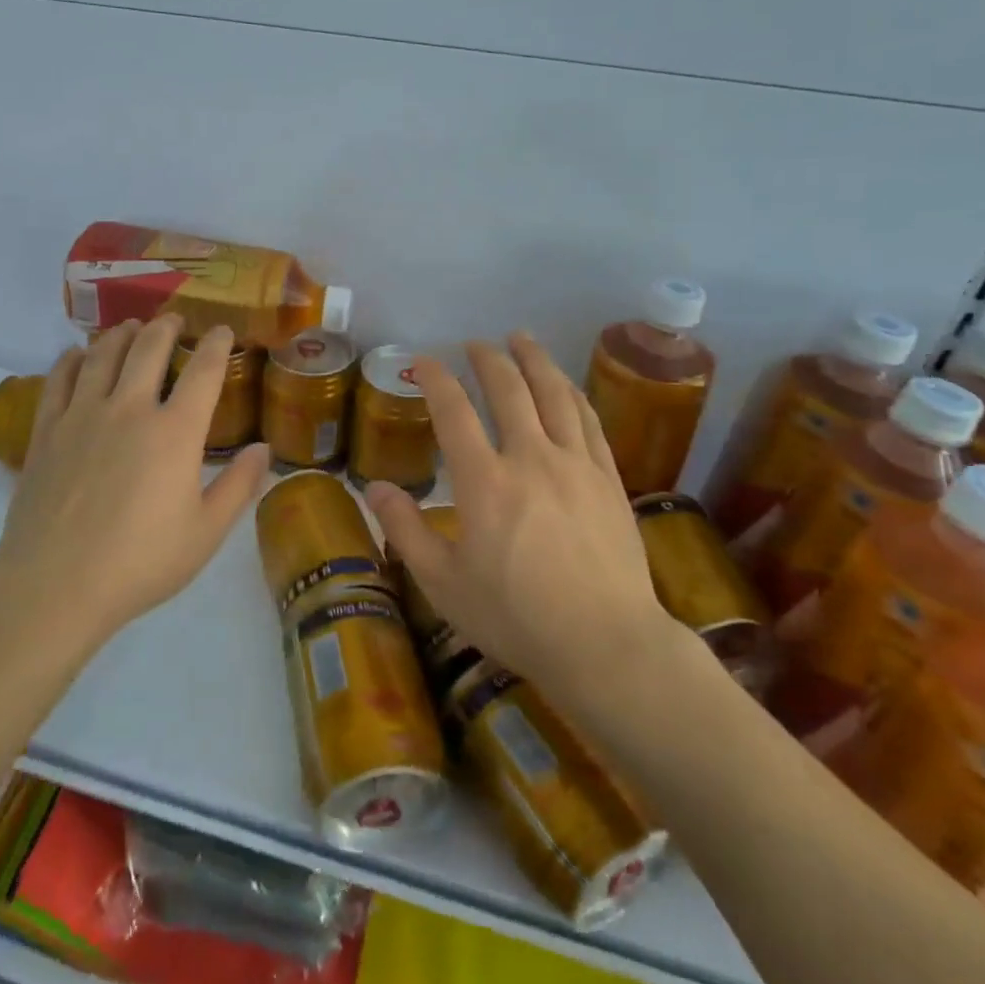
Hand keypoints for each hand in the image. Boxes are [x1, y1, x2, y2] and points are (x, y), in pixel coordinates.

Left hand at [0, 314, 267, 640]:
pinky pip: (59, 379)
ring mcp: (83, 415)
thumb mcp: (206, 532)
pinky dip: (72, 358)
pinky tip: (77, 354)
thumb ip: (239, 486)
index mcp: (175, 432)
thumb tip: (264, 449)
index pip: (203, 371)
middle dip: (166, 328)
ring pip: (103, 354)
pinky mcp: (47, 430)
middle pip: (149, 348)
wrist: (55, 585)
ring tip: (130, 327)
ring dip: (121, 334)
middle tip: (174, 321)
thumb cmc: (141, 562)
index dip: (216, 344)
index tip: (222, 331)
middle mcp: (130, 409)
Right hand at [365, 333, 680, 704]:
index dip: (436, 379)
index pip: (454, 412)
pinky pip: (589, 421)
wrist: (607, 644)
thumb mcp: (444, 584)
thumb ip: (406, 531)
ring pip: (555, 395)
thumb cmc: (516, 618)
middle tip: (475, 343)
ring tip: (522, 339)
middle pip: (509, 390)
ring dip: (535, 361)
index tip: (423, 361)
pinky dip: (572, 394)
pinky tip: (566, 386)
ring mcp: (576, 465)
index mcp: (485, 482)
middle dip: (488, 359)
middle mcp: (531, 459)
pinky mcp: (608, 480)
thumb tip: (375, 488)